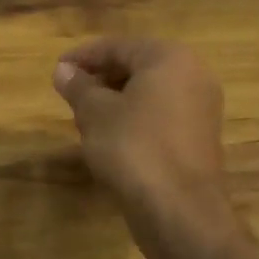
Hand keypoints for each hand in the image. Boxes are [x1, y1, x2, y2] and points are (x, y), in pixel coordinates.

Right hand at [52, 39, 237, 252]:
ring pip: (149, 94)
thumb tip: (63, 70)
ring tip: (84, 118)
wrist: (179, 211)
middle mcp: (193, 75)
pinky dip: (134, 119)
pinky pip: (160, 116)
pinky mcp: (199, 139)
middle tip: (70, 94)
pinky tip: (110, 139)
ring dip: (115, 101)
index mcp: (170, 59)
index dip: (84, 56)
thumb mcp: (95, 113)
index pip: (119, 46)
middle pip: (137, 67)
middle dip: (101, 78)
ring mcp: (201, 109)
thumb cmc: (134, 149)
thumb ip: (78, 86)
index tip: (57, 69)